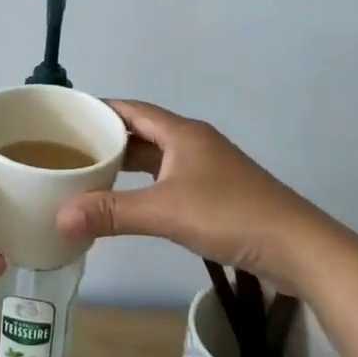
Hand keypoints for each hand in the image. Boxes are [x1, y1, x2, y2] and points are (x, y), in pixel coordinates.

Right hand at [55, 100, 329, 286]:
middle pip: (142, 131)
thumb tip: (60, 217)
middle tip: (69, 150)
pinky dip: (145, 183)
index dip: (99, 110)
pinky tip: (129, 199)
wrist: (297, 247)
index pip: (131, 109)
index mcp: (182, 133)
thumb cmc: (230, 215)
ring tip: (90, 173)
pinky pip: (169, 176)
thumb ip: (112, 213)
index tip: (66, 118)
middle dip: (107, 138)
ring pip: (157, 156)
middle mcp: (193, 142)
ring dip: (127, 162)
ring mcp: (207, 167)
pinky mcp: (216, 191)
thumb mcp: (166, 212)